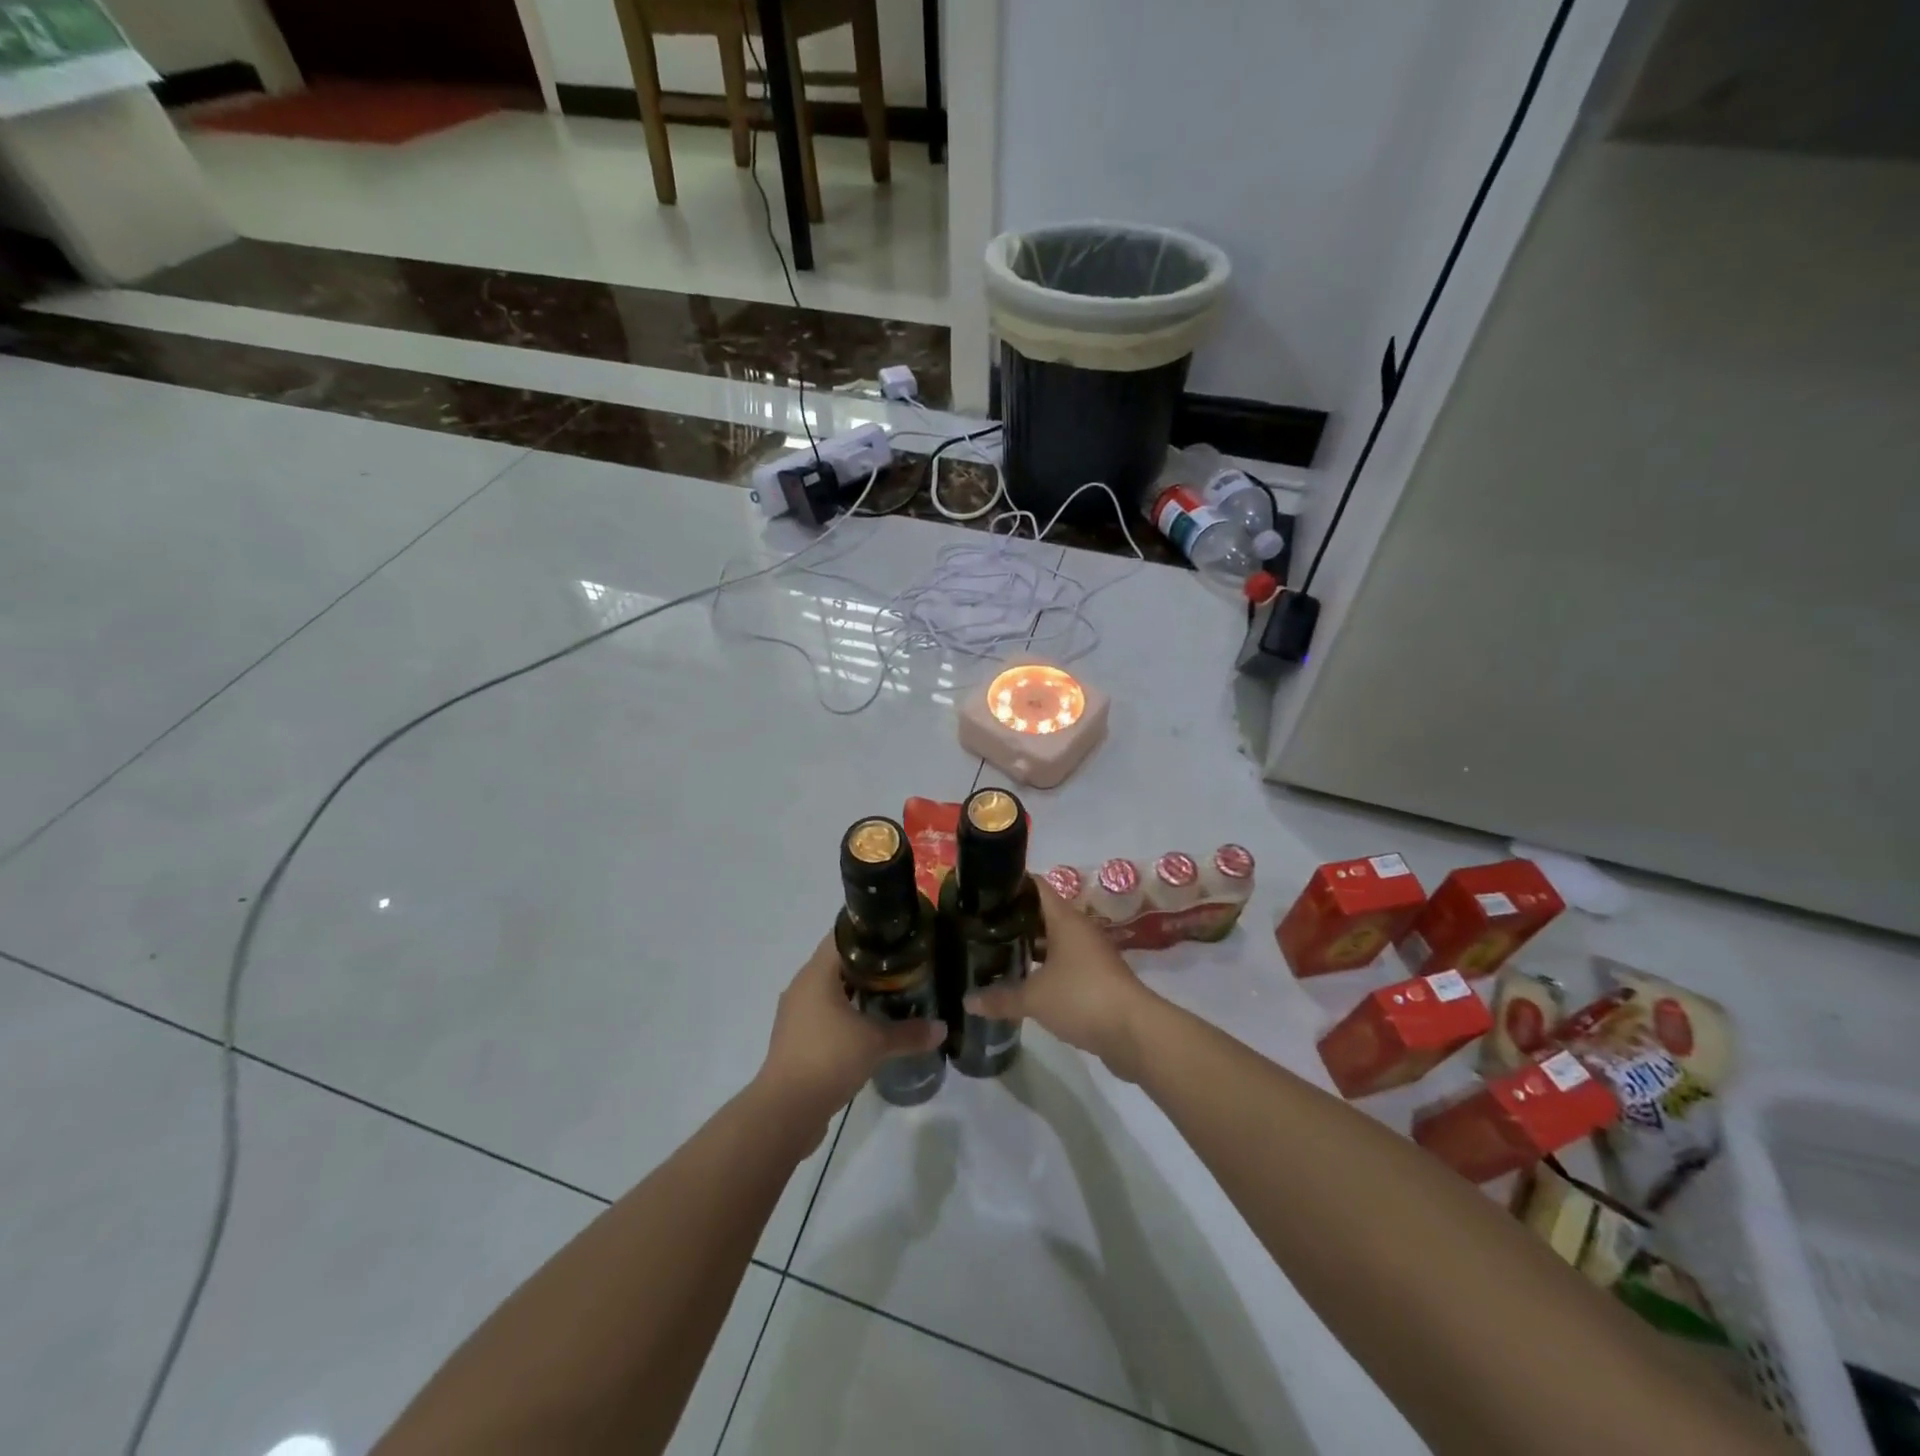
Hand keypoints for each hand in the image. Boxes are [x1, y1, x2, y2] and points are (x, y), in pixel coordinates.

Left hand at [755, 936, 945, 1136]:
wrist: (785, 1112)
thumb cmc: (828, 1059)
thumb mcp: (875, 1043)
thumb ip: (909, 1033)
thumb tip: (942, 1028)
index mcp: (816, 974)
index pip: (842, 936)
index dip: (870, 933)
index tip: (897, 938)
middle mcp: (802, 987)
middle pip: (838, 963)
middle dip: (870, 964)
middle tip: (903, 967)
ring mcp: (796, 1014)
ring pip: (830, 991)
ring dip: (857, 991)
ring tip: (892, 994)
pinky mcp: (796, 1039)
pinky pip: (824, 1014)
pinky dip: (846, 1014)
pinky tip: (869, 1026)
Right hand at [966, 878, 1157, 1080]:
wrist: (1134, 1032)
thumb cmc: (1082, 997)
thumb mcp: (1034, 998)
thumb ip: (1000, 997)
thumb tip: (966, 1000)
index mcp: (1065, 920)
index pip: (1037, 887)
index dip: (1013, 884)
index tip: (986, 890)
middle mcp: (1080, 930)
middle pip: (1043, 915)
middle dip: (1015, 920)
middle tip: (982, 926)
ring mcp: (1091, 954)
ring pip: (1054, 942)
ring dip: (1030, 947)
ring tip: (996, 953)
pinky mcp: (1097, 979)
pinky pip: (1065, 965)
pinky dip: (1045, 969)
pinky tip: (1023, 982)